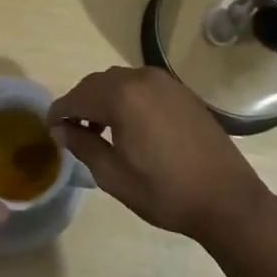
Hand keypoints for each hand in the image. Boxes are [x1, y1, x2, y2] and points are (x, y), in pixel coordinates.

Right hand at [49, 66, 275, 250]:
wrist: (226, 198)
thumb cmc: (165, 192)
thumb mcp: (114, 176)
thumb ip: (83, 145)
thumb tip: (60, 129)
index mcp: (122, 97)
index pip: (78, 96)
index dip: (59, 111)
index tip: (49, 127)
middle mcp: (142, 78)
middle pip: (98, 83)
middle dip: (80, 103)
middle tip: (71, 130)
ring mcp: (165, 81)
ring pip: (120, 81)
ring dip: (103, 99)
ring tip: (99, 129)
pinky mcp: (181, 91)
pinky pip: (142, 85)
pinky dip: (127, 97)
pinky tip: (129, 124)